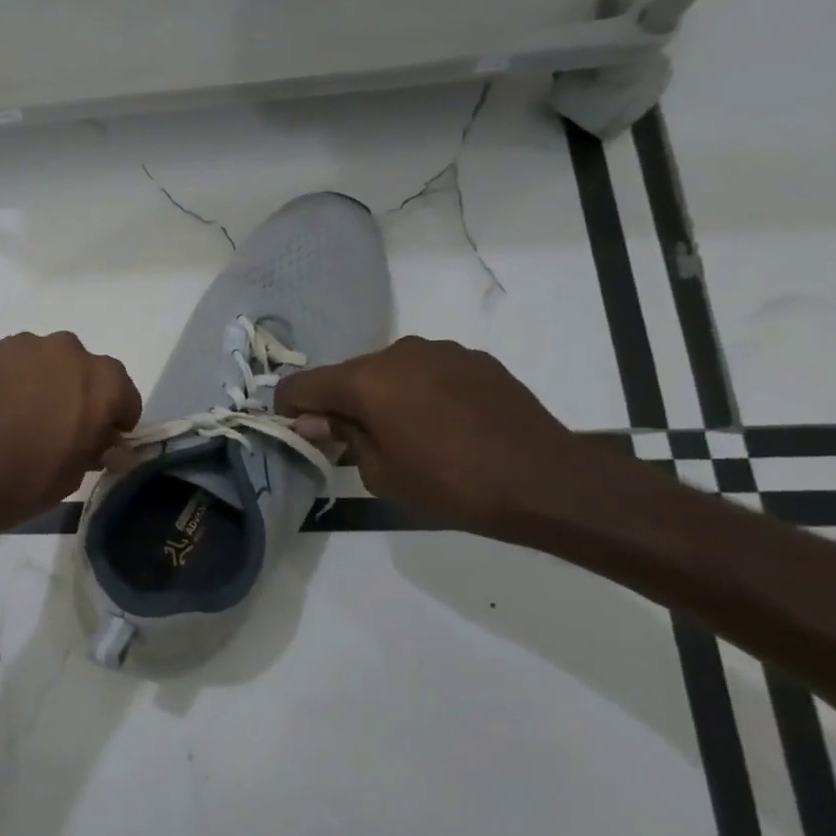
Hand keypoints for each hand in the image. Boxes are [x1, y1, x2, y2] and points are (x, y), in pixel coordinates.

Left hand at [0, 332, 140, 543]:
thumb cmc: (25, 480)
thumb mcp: (74, 474)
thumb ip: (96, 448)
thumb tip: (107, 444)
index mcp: (102, 382)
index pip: (124, 395)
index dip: (115, 420)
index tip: (101, 440)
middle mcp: (68, 351)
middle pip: (84, 372)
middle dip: (79, 395)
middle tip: (60, 427)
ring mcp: (25, 346)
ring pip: (47, 364)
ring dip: (44, 384)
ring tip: (22, 417)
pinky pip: (14, 365)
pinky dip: (13, 381)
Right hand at [274, 336, 597, 534]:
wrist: (546, 482)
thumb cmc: (451, 484)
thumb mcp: (380, 473)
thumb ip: (341, 437)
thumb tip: (314, 421)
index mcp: (366, 380)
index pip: (301, 385)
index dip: (289, 410)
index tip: (300, 435)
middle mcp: (398, 353)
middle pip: (346, 374)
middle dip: (338, 404)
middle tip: (352, 442)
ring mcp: (440, 351)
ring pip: (386, 371)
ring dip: (380, 396)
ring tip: (403, 434)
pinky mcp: (473, 359)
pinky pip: (425, 371)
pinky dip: (417, 392)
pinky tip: (441, 425)